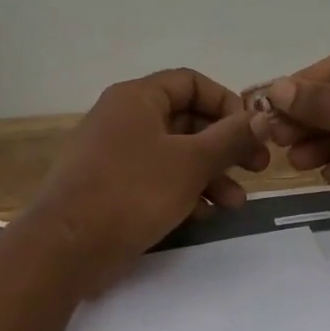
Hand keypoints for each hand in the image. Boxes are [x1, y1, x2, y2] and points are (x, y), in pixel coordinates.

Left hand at [23, 68, 270, 292]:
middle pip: (186, 120)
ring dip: (210, 175)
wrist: (66, 248)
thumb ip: (230, 137)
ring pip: (174, 153)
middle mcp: (124, 118)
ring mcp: (114, 153)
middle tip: (256, 169)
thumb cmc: (132, 192)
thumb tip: (263, 117)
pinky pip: (156, 178)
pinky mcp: (110, 186)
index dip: (226, 102)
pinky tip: (204, 215)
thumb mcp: (191, 162)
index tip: (250, 130)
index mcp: (137, 98)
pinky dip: (183, 191)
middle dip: (225, 146)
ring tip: (236, 204)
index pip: (191, 82)